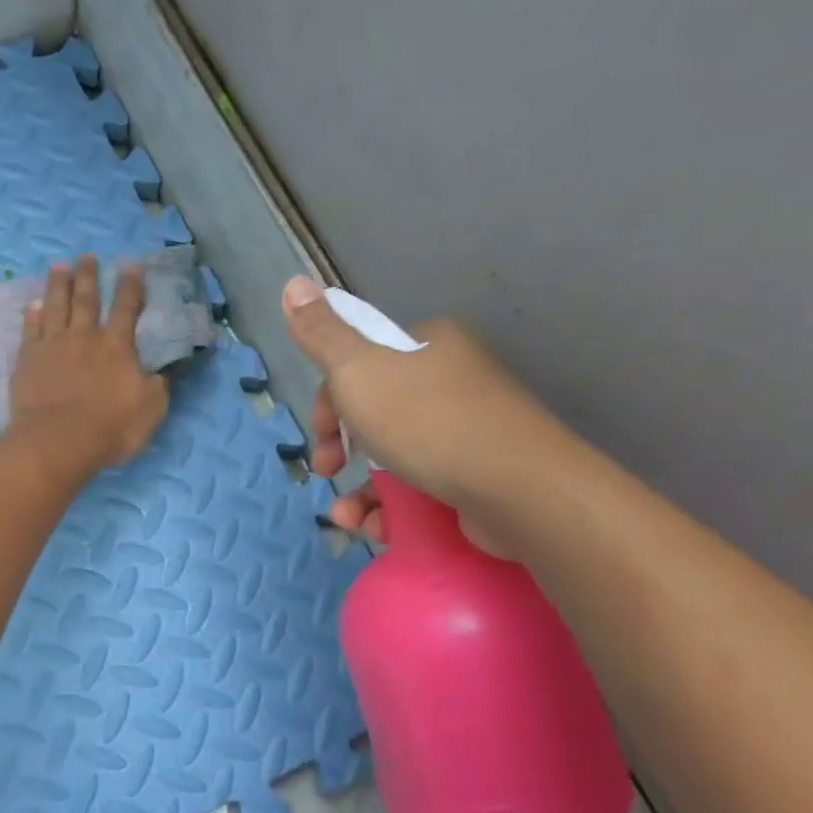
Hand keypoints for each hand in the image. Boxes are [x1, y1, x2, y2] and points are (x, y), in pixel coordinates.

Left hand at [7, 256, 169, 477]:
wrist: (59, 441)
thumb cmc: (110, 428)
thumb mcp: (150, 410)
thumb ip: (158, 386)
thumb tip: (163, 371)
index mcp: (117, 347)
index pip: (127, 309)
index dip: (131, 287)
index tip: (131, 266)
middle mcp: (85, 337)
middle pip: (87, 300)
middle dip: (89, 276)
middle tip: (87, 256)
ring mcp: (53, 345)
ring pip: (56, 306)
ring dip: (59, 285)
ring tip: (60, 266)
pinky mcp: (28, 359)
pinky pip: (30, 329)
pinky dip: (32, 314)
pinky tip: (33, 303)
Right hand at [281, 276, 566, 550]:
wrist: (518, 487)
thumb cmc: (427, 421)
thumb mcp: (358, 370)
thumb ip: (321, 335)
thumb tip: (293, 283)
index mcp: (428, 346)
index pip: (363, 363)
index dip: (330, 400)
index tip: (320, 432)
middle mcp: (452, 381)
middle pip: (376, 413)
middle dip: (341, 449)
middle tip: (327, 472)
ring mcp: (468, 431)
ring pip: (396, 458)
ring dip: (360, 491)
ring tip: (346, 520)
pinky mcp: (478, 477)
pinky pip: (422, 489)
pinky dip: (392, 510)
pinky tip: (376, 529)